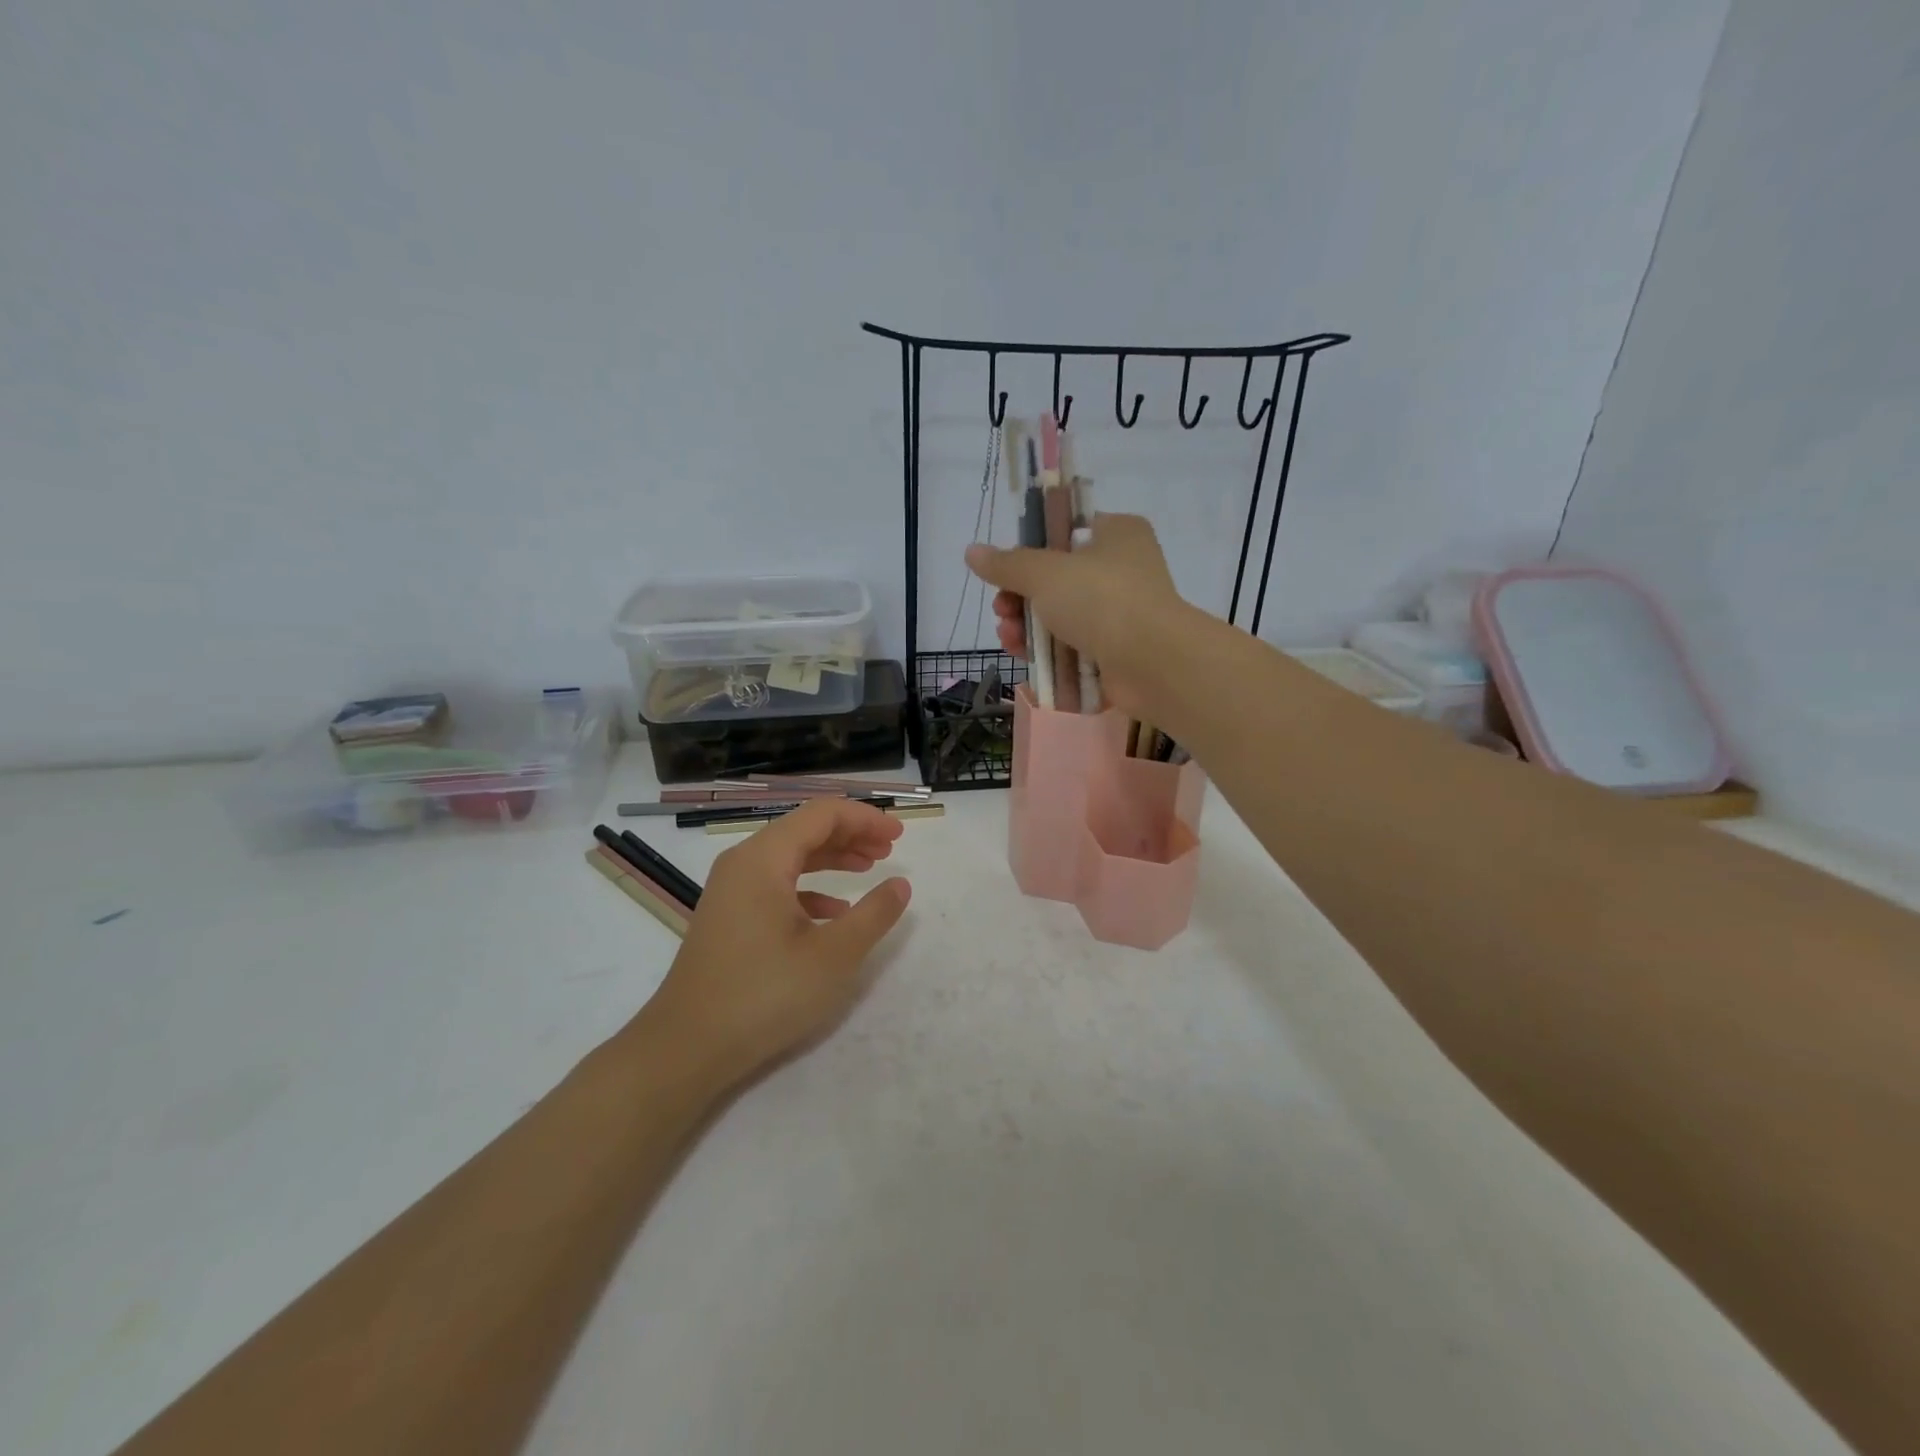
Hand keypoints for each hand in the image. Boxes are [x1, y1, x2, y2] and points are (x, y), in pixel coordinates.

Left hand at [638, 799, 910, 1090]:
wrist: (686, 1048)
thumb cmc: (764, 995)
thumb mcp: (833, 956)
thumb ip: (873, 914)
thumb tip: (901, 884)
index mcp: (764, 859)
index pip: (822, 814)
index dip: (864, 818)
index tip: (899, 834)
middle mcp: (743, 863)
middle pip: (804, 829)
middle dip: (851, 834)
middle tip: (889, 850)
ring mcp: (731, 890)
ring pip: (790, 856)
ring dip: (832, 858)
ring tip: (869, 868)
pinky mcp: (729, 917)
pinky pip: (775, 884)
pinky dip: (810, 887)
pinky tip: (834, 912)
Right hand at [965, 513, 1189, 715]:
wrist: (1151, 663)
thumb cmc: (1101, 600)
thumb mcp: (1045, 573)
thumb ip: (1006, 564)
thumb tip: (972, 552)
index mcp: (1117, 534)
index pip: (1065, 532)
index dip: (1031, 551)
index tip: (1007, 572)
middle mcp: (1123, 569)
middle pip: (1056, 578)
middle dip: (1019, 597)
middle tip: (1002, 610)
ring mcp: (1121, 613)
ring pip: (1061, 615)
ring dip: (1027, 626)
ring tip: (1008, 637)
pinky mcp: (1116, 650)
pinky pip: (1073, 645)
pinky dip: (1047, 650)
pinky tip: (1022, 655)